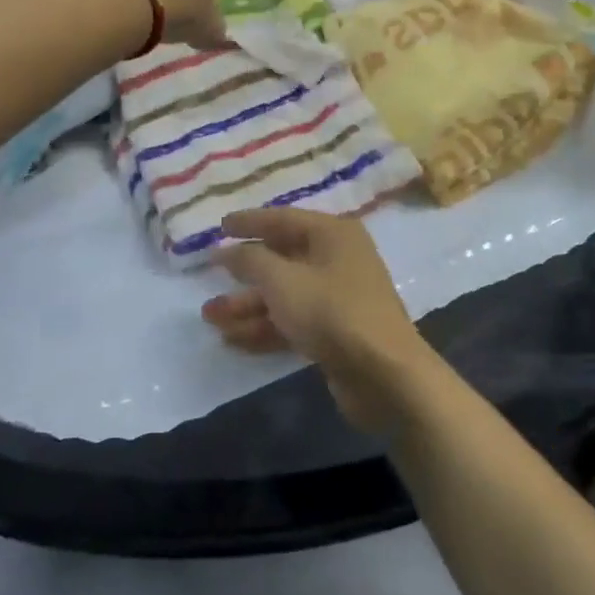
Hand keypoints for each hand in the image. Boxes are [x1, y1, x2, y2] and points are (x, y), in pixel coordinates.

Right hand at [202, 209, 436, 432]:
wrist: (384, 375)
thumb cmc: (331, 312)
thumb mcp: (282, 281)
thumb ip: (250, 261)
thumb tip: (225, 249)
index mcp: (332, 234)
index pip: (283, 219)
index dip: (249, 222)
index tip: (219, 226)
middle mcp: (337, 259)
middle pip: (283, 258)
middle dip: (244, 273)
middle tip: (209, 278)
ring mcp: (338, 297)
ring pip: (285, 294)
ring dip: (248, 305)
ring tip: (210, 317)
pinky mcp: (336, 331)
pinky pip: (294, 321)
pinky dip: (266, 327)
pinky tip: (233, 340)